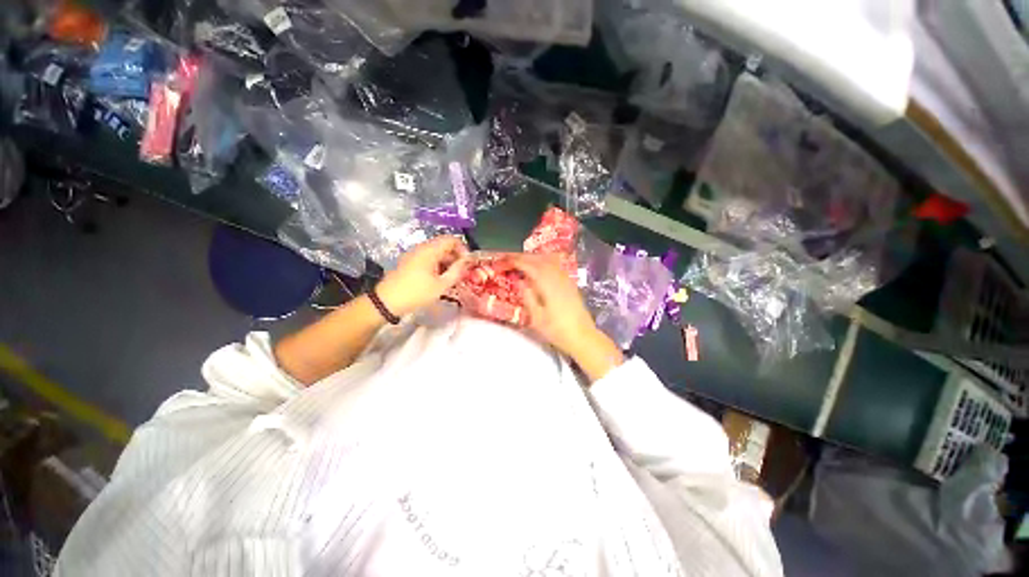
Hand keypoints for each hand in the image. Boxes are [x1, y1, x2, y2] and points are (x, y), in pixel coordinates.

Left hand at [376, 236, 468, 316]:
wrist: (387, 301)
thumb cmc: (417, 293)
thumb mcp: (441, 285)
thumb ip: (457, 271)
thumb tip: (466, 262)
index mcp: (430, 250)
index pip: (452, 239)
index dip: (463, 249)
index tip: (467, 264)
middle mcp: (422, 248)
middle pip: (444, 245)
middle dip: (455, 257)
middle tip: (461, 273)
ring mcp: (414, 254)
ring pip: (436, 253)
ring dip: (447, 263)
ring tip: (451, 279)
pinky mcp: (409, 262)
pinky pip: (427, 258)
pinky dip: (437, 265)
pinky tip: (439, 280)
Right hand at [513, 254, 622, 381]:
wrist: (582, 336)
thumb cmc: (557, 330)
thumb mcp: (536, 318)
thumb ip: (528, 297)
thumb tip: (520, 281)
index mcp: (548, 285)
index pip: (530, 266)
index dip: (517, 261)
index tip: (505, 260)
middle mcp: (558, 277)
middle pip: (540, 260)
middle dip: (524, 257)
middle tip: (510, 259)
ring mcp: (566, 279)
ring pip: (549, 261)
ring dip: (534, 258)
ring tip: (522, 261)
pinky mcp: (570, 283)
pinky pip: (555, 266)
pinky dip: (544, 262)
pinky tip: (540, 268)